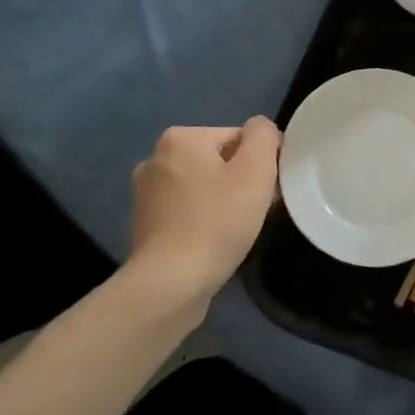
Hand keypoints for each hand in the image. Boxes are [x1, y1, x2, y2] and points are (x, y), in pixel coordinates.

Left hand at [129, 119, 280, 306]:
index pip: (238, 137)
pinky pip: (187, 211)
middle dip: (241, 181)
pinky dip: (203, 221)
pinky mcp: (144, 225)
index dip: (261, 162)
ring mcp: (145, 193)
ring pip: (203, 187)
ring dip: (223, 202)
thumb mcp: (256, 170)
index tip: (270, 191)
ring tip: (236, 230)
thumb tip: (260, 129)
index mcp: (181, 138)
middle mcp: (156, 158)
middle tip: (256, 212)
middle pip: (218, 161)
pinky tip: (214, 243)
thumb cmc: (217, 222)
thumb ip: (263, 136)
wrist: (170, 285)